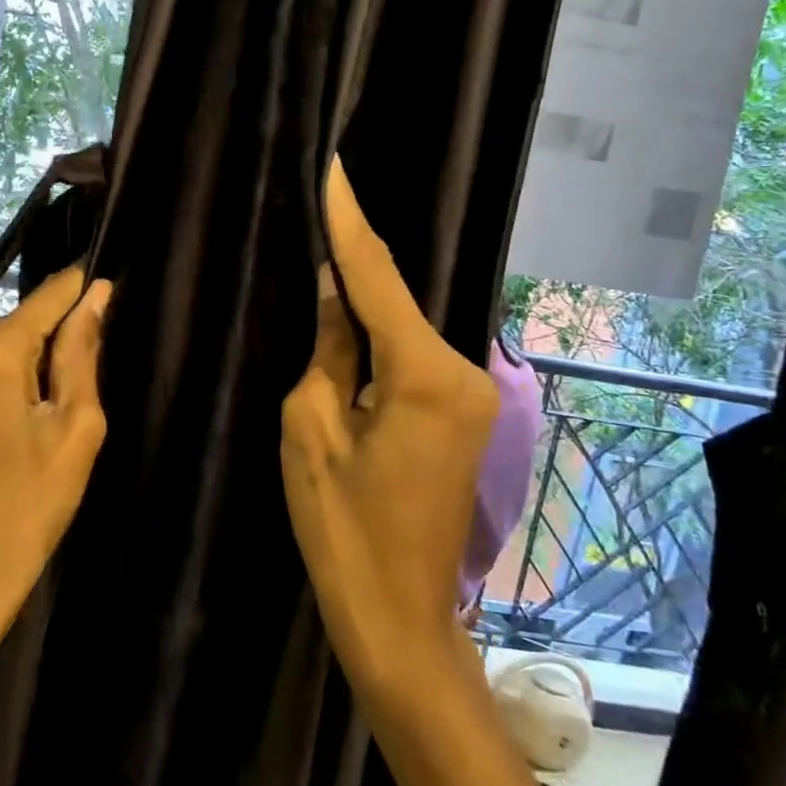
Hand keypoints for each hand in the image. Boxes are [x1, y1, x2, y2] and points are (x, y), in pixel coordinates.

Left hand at [0, 264, 112, 644]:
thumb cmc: (27, 506)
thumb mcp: (74, 428)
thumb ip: (82, 353)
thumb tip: (96, 295)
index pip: (50, 295)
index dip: (85, 291)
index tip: (115, 292)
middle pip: (26, 324)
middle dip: (62, 344)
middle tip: (83, 398)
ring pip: (6, 349)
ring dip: (38, 370)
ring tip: (56, 421)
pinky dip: (13, 385)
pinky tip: (27, 427)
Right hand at [281, 161, 499, 699]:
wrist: (400, 617)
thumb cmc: (343, 530)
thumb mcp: (311, 428)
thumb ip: (328, 348)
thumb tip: (333, 292)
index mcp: (426, 374)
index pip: (377, 276)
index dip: (349, 220)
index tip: (333, 168)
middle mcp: (466, 371)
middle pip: (396, 300)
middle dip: (353, 261)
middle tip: (314, 212)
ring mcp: (474, 393)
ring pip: (405, 328)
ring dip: (364, 302)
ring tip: (320, 256)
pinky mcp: (466, 413)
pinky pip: (414, 356)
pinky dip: (380, 338)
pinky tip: (347, 320)